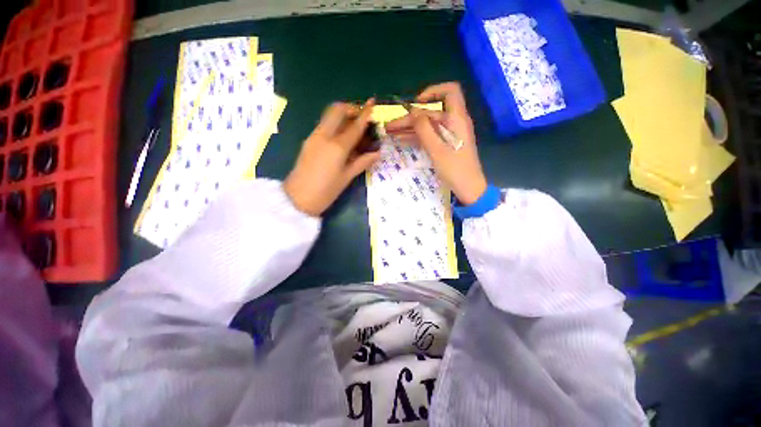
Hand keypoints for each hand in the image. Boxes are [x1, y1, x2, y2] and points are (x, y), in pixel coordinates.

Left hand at [284, 100, 379, 216]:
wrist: (298, 199)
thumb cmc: (326, 191)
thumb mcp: (347, 177)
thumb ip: (363, 162)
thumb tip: (378, 153)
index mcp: (337, 146)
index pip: (355, 126)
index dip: (365, 114)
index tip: (372, 103)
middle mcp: (324, 136)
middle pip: (336, 110)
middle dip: (350, 108)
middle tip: (360, 117)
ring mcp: (314, 137)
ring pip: (328, 116)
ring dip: (341, 116)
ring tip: (352, 127)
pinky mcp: (308, 141)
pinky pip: (323, 126)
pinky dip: (334, 125)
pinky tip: (340, 138)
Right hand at [386, 82, 486, 204]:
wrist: (468, 188)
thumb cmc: (455, 169)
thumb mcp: (436, 149)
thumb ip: (424, 129)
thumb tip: (413, 112)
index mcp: (457, 118)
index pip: (450, 91)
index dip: (433, 91)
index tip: (416, 103)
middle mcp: (454, 122)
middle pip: (430, 113)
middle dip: (410, 117)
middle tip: (390, 126)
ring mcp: (449, 134)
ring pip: (427, 125)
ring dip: (409, 128)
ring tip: (390, 132)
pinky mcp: (445, 145)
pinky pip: (429, 136)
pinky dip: (416, 137)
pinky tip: (400, 140)